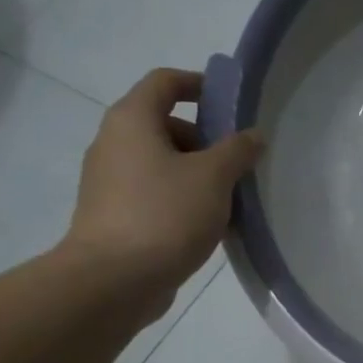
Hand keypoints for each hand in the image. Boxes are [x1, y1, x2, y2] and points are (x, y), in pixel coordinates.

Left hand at [60, 68, 263, 314]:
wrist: (113, 280)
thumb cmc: (165, 215)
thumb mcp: (213, 177)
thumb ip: (237, 150)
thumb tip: (252, 135)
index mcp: (132, 120)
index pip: (164, 81)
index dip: (198, 84)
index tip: (230, 103)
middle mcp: (114, 143)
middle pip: (165, 124)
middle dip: (206, 139)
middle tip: (238, 162)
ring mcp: (110, 181)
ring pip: (162, 163)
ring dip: (197, 173)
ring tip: (231, 199)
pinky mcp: (114, 214)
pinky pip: (154, 193)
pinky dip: (181, 198)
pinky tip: (209, 225)